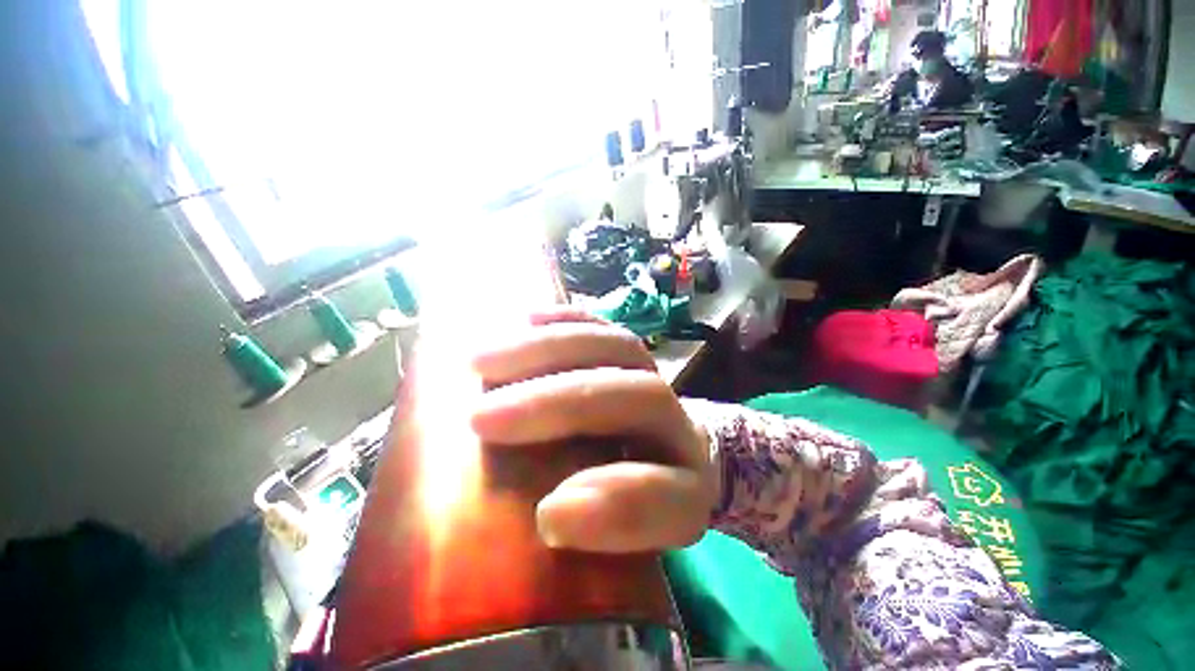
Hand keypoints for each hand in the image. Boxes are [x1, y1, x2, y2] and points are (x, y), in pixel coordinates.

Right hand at [469, 308, 715, 553]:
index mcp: (688, 492)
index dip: (620, 503)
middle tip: (481, 418)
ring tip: (484, 361)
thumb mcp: (618, 539)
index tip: (549, 514)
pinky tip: (527, 318)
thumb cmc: (631, 507)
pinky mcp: (631, 354)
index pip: (671, 497)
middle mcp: (679, 426)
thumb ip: (597, 530)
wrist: (668, 462)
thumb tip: (553, 513)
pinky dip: (567, 320)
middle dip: (558, 404)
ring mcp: (654, 378)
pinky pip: (605, 327)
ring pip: (616, 349)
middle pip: (637, 398)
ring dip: (548, 351)